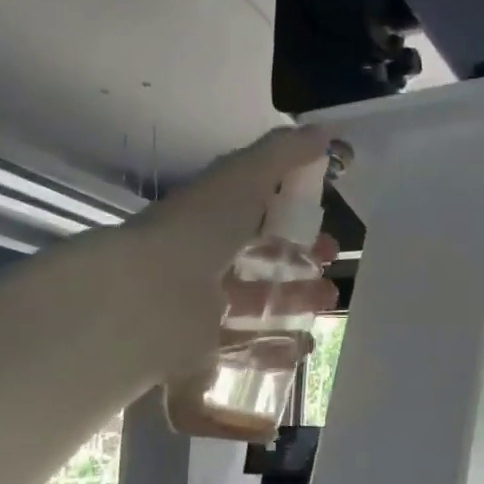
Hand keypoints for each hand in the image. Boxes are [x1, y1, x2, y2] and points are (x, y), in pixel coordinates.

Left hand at [125, 126, 339, 371]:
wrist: (151, 297)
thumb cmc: (198, 231)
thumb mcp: (242, 178)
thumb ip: (282, 155)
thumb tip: (326, 133)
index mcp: (209, 220)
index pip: (257, 218)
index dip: (295, 223)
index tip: (329, 234)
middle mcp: (203, 263)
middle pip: (260, 265)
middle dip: (301, 268)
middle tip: (332, 275)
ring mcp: (201, 309)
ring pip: (256, 306)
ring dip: (295, 305)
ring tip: (327, 306)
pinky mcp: (203, 350)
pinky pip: (245, 349)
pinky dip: (276, 349)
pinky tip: (304, 347)